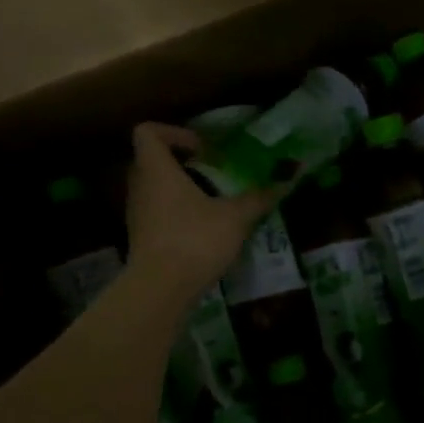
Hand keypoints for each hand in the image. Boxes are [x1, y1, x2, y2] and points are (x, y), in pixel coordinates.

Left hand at [125, 124, 279, 303]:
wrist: (160, 290)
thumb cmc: (194, 240)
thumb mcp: (235, 217)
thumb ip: (258, 197)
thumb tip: (288, 180)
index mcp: (156, 170)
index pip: (147, 132)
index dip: (173, 132)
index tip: (202, 149)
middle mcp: (140, 187)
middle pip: (151, 161)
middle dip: (181, 163)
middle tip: (212, 173)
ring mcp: (136, 215)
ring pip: (154, 189)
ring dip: (179, 190)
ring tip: (211, 203)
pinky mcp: (140, 240)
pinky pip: (156, 214)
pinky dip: (176, 215)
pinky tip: (202, 230)